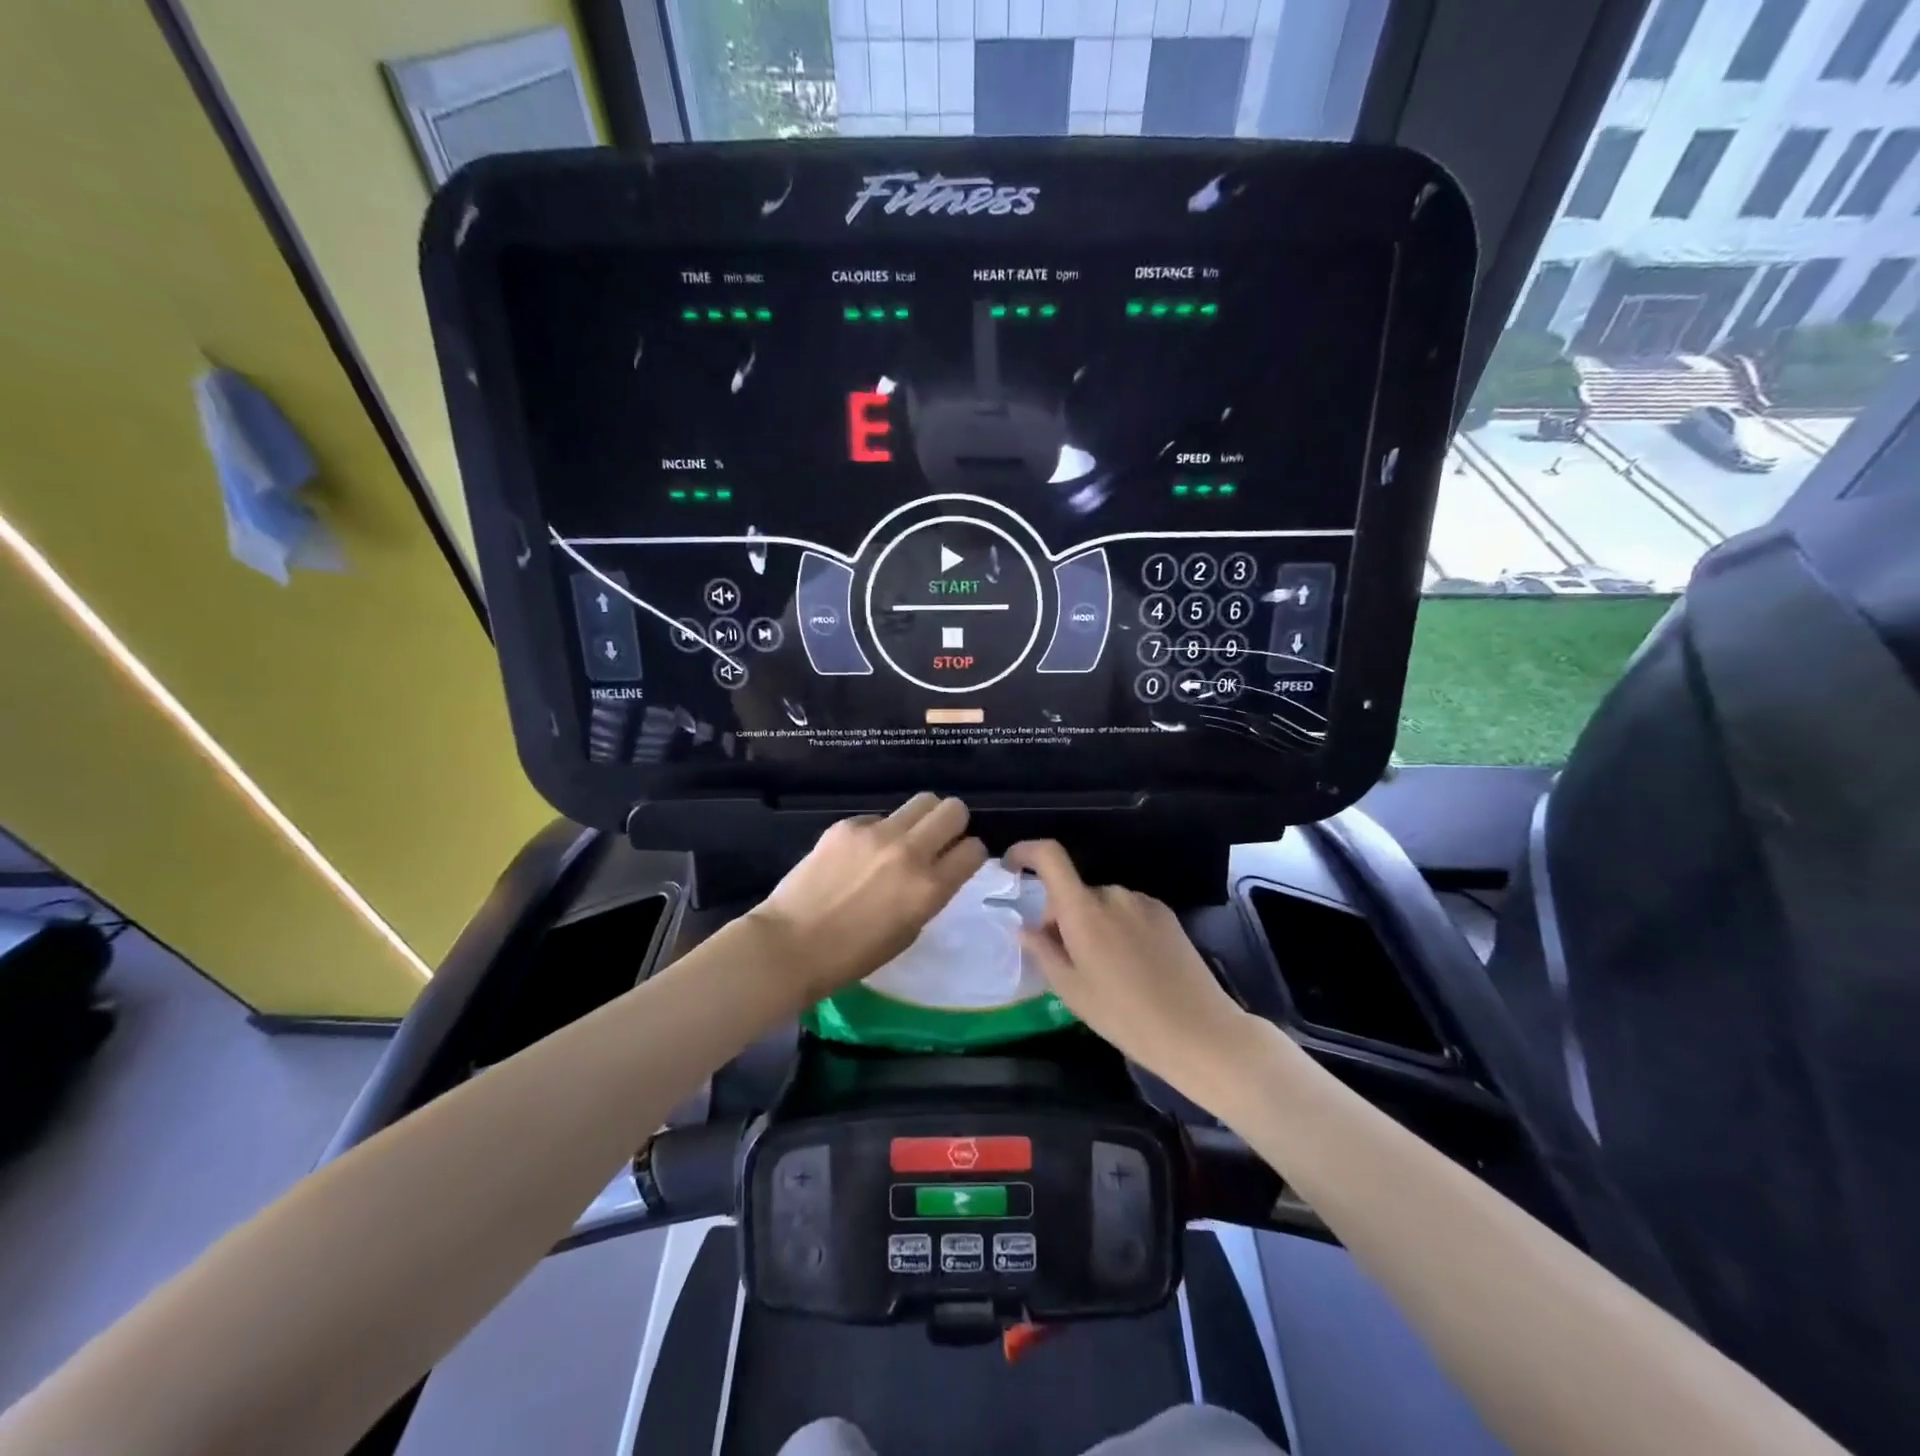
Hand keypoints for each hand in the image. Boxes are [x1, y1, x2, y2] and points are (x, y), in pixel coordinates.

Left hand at [749, 793, 987, 1001]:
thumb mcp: (908, 931)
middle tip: (937, 840)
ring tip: (905, 838)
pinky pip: (879, 817)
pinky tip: (859, 854)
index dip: (970, 854)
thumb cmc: (852, 955)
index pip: (974, 849)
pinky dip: (879, 831)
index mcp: (929, 888)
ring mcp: (877, 833)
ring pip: (922, 800)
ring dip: (922, 818)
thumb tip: (937, 869)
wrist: (790, 945)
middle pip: (954, 810)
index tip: (958, 861)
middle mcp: (910, 852)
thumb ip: (929, 894)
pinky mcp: (848, 824)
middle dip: (953, 824)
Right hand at [1005, 839, 1252, 1097]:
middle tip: (1066, 961)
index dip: (1025, 852)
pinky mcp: (1165, 913)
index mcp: (1083, 910)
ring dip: (1091, 924)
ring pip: (1100, 903)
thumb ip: (1043, 951)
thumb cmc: (1125, 1016)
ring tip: (1103, 970)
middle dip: (1061, 917)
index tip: (1011, 868)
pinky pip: (1127, 910)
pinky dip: (1117, 927)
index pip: (1049, 857)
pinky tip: (1131, 966)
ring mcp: (1143, 902)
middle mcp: (1112, 894)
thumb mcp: (1072, 991)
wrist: (1198, 1031)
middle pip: (1074, 892)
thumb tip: (1024, 928)